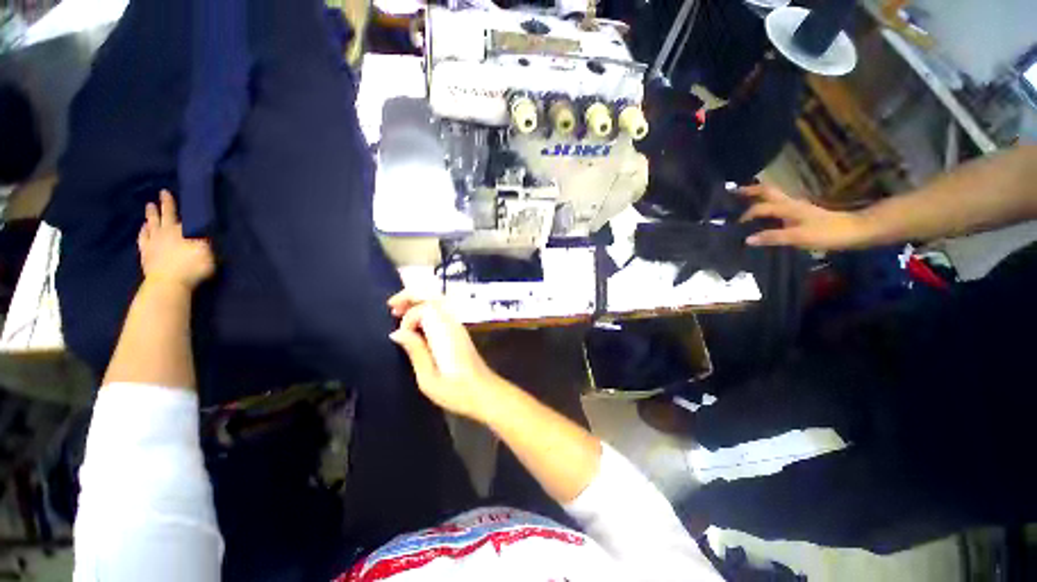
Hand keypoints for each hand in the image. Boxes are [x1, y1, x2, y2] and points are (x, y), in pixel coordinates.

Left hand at [138, 190, 215, 289]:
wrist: (168, 283)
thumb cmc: (191, 267)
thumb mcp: (207, 253)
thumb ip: (205, 241)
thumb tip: (205, 232)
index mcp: (181, 231)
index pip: (182, 215)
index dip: (179, 206)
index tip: (172, 194)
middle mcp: (166, 232)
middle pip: (165, 215)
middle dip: (165, 204)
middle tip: (162, 193)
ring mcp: (153, 242)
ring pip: (152, 224)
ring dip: (151, 215)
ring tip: (150, 206)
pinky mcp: (146, 253)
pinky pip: (143, 238)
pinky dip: (143, 231)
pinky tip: (144, 227)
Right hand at [388, 291, 502, 421]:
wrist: (485, 393)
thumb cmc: (457, 391)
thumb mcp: (428, 378)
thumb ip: (414, 351)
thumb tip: (397, 332)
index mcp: (445, 333)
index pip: (425, 308)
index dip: (409, 317)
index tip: (400, 335)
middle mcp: (452, 324)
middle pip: (432, 298)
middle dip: (411, 297)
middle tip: (391, 307)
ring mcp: (458, 327)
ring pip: (437, 303)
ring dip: (418, 303)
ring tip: (399, 313)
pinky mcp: (459, 333)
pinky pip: (440, 313)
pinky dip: (425, 312)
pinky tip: (416, 325)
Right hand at [739, 184, 872, 250]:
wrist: (856, 230)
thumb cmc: (827, 233)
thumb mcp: (798, 237)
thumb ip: (773, 237)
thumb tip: (747, 239)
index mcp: (788, 207)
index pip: (760, 207)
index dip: (746, 214)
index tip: (735, 225)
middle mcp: (790, 203)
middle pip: (767, 191)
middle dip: (750, 190)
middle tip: (733, 192)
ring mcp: (796, 208)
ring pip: (773, 196)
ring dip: (757, 195)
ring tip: (743, 199)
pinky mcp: (801, 213)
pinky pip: (778, 205)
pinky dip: (766, 205)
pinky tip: (763, 213)